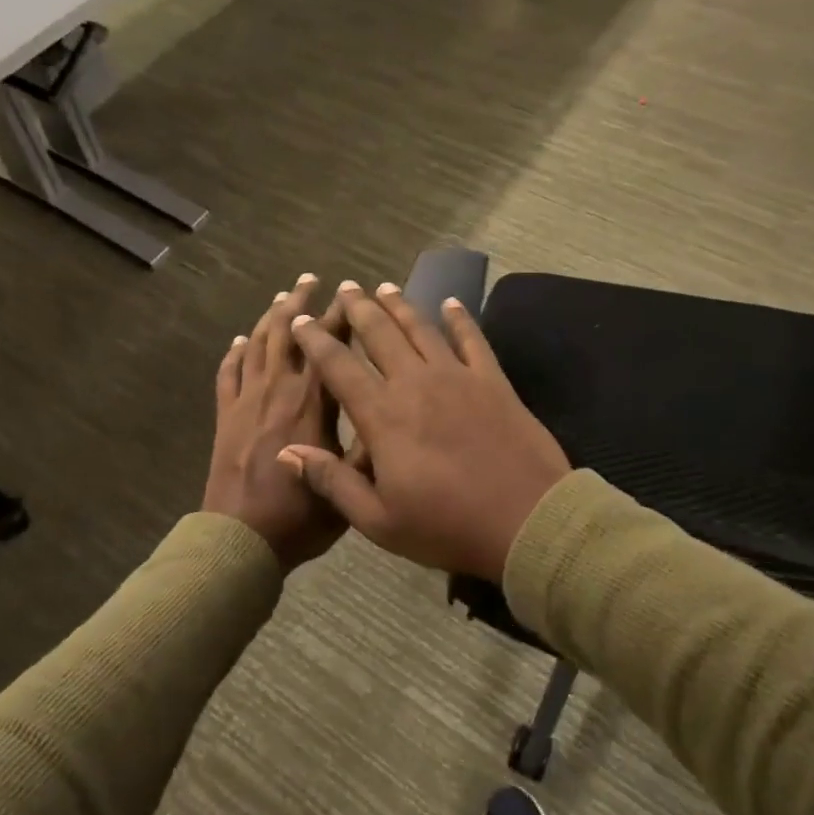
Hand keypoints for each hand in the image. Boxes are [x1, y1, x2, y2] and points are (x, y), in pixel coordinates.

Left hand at [203, 275, 349, 570]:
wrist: (240, 539)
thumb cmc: (299, 517)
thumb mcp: (350, 489)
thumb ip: (367, 448)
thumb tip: (385, 412)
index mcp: (311, 404)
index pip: (328, 348)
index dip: (340, 317)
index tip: (349, 293)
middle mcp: (278, 391)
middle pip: (287, 334)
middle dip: (300, 303)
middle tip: (310, 278)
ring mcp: (247, 401)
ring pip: (258, 345)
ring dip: (270, 317)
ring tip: (282, 296)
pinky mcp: (226, 416)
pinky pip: (228, 374)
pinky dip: (235, 353)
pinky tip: (241, 341)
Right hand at [282, 282, 570, 581]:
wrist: (527, 521)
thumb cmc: (447, 527)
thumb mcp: (379, 521)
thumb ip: (332, 481)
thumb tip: (287, 450)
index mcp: (383, 416)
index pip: (339, 367)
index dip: (317, 341)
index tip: (302, 322)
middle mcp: (415, 383)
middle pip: (380, 334)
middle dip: (358, 308)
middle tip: (345, 287)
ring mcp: (457, 377)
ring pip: (421, 329)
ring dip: (400, 305)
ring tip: (384, 287)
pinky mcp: (493, 381)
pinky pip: (472, 339)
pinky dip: (460, 318)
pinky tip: (452, 303)